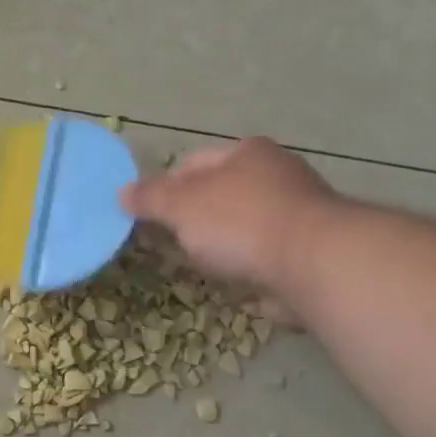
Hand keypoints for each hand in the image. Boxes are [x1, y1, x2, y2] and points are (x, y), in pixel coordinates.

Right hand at [120, 138, 340, 320]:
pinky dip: (249, 267)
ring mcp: (297, 213)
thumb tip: (122, 193)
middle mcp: (277, 175)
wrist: (313, 264)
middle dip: (195, 218)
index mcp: (247, 152)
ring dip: (223, 245)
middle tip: (172, 243)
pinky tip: (235, 284)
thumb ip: (150, 198)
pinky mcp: (309, 251)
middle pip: (221, 194)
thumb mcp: (181, 205)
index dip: (166, 186)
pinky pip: (265, 256)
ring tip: (202, 267)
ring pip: (243, 227)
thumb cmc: (240, 222)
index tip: (149, 216)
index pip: (193, 162)